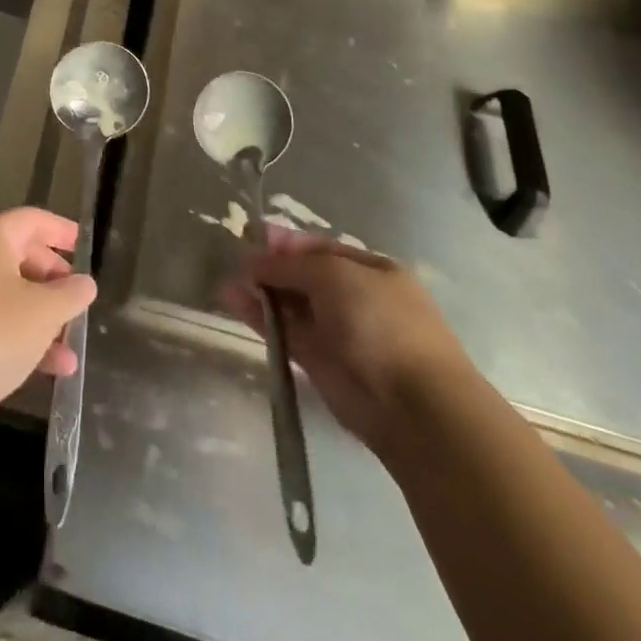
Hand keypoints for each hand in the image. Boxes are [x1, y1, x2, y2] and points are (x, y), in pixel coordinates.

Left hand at [0, 207, 97, 442]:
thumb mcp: (43, 312)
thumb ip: (70, 294)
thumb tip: (84, 283)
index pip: (32, 220)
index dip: (60, 230)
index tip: (81, 244)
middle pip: (19, 256)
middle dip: (52, 280)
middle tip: (76, 298)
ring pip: (8, 295)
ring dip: (41, 318)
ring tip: (71, 349)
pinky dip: (19, 338)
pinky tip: (48, 370)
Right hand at [225, 229, 472, 454]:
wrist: (414, 406)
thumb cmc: (381, 322)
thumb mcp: (334, 275)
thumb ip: (290, 265)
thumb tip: (254, 261)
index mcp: (371, 269)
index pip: (321, 248)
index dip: (287, 242)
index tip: (252, 235)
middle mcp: (355, 298)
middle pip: (304, 276)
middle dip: (271, 267)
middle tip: (236, 260)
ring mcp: (338, 332)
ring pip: (292, 305)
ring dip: (261, 292)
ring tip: (226, 282)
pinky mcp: (320, 363)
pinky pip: (285, 332)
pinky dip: (259, 318)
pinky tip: (233, 302)